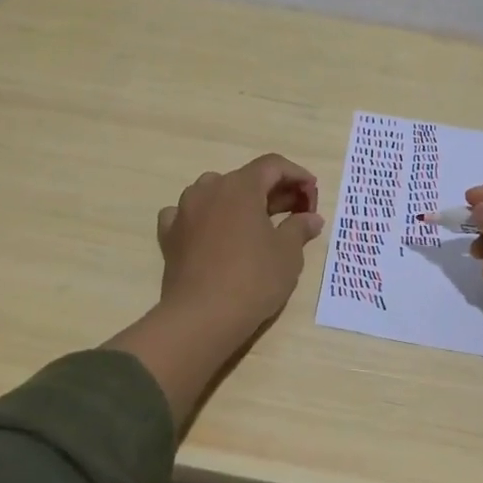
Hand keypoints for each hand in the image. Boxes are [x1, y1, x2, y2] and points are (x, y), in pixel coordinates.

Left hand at [108, 154, 323, 427]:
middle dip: (273, 191)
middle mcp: (209, 189)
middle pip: (245, 179)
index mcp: (241, 186)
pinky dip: (206, 219)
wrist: (202, 317)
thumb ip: (300, 228)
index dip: (297, 175)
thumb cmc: (253, 279)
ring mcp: (184, 211)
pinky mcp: (169, 235)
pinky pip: (189, 215)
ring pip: (215, 193)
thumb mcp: (288, 254)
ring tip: (257, 224)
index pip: (273, 165)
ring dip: (239, 202)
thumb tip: (311, 218)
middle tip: (295, 213)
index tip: (313, 195)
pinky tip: (214, 234)